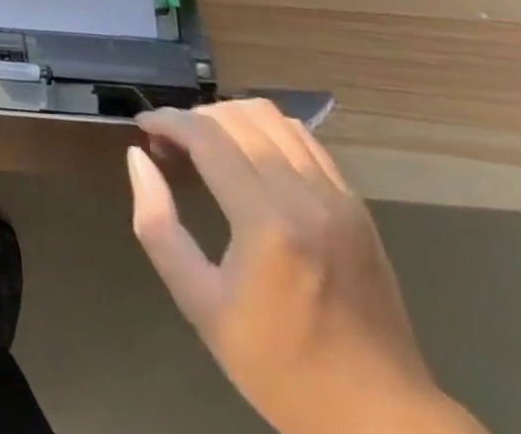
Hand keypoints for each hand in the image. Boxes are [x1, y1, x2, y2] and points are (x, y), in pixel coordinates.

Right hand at [126, 100, 482, 433]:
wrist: (382, 421)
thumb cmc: (282, 370)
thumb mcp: (202, 307)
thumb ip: (158, 227)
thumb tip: (138, 158)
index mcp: (266, 223)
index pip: (207, 137)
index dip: (168, 121)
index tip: (143, 126)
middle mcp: (304, 196)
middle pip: (237, 117)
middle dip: (194, 117)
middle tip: (170, 143)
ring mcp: (337, 197)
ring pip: (272, 117)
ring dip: (230, 117)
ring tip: (207, 145)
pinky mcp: (356, 204)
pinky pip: (303, 139)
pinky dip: (267, 131)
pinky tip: (250, 157)